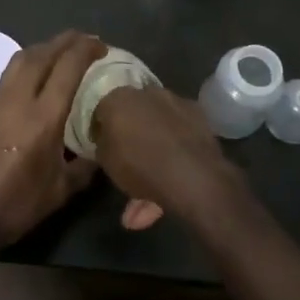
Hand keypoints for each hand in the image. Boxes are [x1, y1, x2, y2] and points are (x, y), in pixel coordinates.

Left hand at [0, 31, 105, 257]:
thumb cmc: (17, 205)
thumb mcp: (60, 191)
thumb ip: (83, 167)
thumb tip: (97, 153)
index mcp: (43, 118)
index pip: (67, 68)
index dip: (85, 50)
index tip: (100, 45)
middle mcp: (18, 101)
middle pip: (41, 55)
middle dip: (64, 41)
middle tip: (82, 38)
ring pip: (19, 60)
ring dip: (42, 48)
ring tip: (58, 51)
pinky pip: (7, 77)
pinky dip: (26, 67)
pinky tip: (34, 79)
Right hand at [92, 85, 246, 231]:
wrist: (193, 177)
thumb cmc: (139, 165)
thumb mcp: (105, 161)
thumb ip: (103, 143)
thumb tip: (106, 137)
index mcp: (119, 97)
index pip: (102, 108)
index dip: (100, 127)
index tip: (101, 144)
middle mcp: (148, 93)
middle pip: (133, 115)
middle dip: (130, 137)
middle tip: (125, 164)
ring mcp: (176, 104)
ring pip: (158, 131)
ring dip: (151, 160)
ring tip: (143, 206)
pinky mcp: (199, 119)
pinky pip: (178, 138)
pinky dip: (172, 158)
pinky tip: (165, 193)